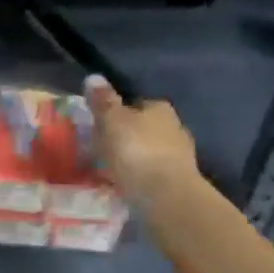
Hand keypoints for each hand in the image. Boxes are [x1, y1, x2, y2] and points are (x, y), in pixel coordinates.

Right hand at [84, 76, 197, 205]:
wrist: (166, 195)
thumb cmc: (136, 151)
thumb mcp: (112, 122)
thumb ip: (103, 101)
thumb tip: (93, 77)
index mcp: (159, 108)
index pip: (136, 104)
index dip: (116, 113)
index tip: (100, 127)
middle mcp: (174, 127)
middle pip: (144, 128)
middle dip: (126, 137)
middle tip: (102, 150)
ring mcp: (180, 156)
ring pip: (149, 151)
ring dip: (133, 158)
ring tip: (111, 170)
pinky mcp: (179, 181)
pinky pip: (152, 173)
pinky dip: (140, 177)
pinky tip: (126, 186)